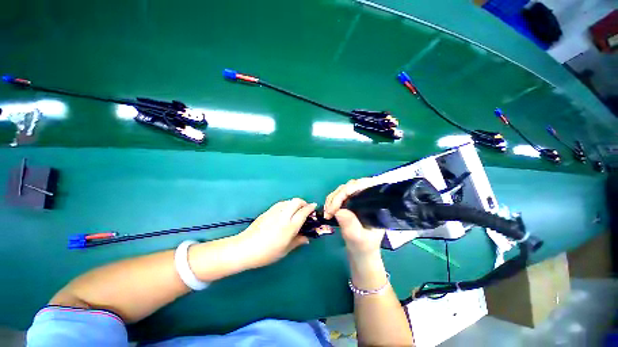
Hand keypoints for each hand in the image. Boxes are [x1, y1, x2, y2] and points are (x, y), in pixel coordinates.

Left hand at [235, 198, 315, 268]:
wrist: (245, 248)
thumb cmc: (267, 253)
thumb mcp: (285, 250)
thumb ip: (298, 241)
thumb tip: (307, 238)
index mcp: (290, 226)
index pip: (303, 212)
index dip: (311, 208)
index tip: (314, 207)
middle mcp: (284, 216)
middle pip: (296, 201)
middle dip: (303, 202)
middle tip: (305, 209)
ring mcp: (275, 212)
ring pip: (288, 201)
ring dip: (294, 203)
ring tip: (295, 211)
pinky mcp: (267, 211)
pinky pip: (280, 203)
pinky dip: (286, 204)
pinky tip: (285, 212)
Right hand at [323, 179, 384, 257]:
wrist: (362, 253)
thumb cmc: (364, 247)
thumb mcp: (359, 239)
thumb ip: (350, 226)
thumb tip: (338, 211)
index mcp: (376, 204)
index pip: (363, 186)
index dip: (347, 191)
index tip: (335, 207)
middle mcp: (368, 197)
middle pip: (351, 186)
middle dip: (337, 196)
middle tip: (329, 211)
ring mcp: (358, 199)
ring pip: (343, 189)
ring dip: (332, 198)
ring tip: (327, 212)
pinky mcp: (350, 202)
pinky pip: (339, 195)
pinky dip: (331, 201)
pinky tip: (328, 210)